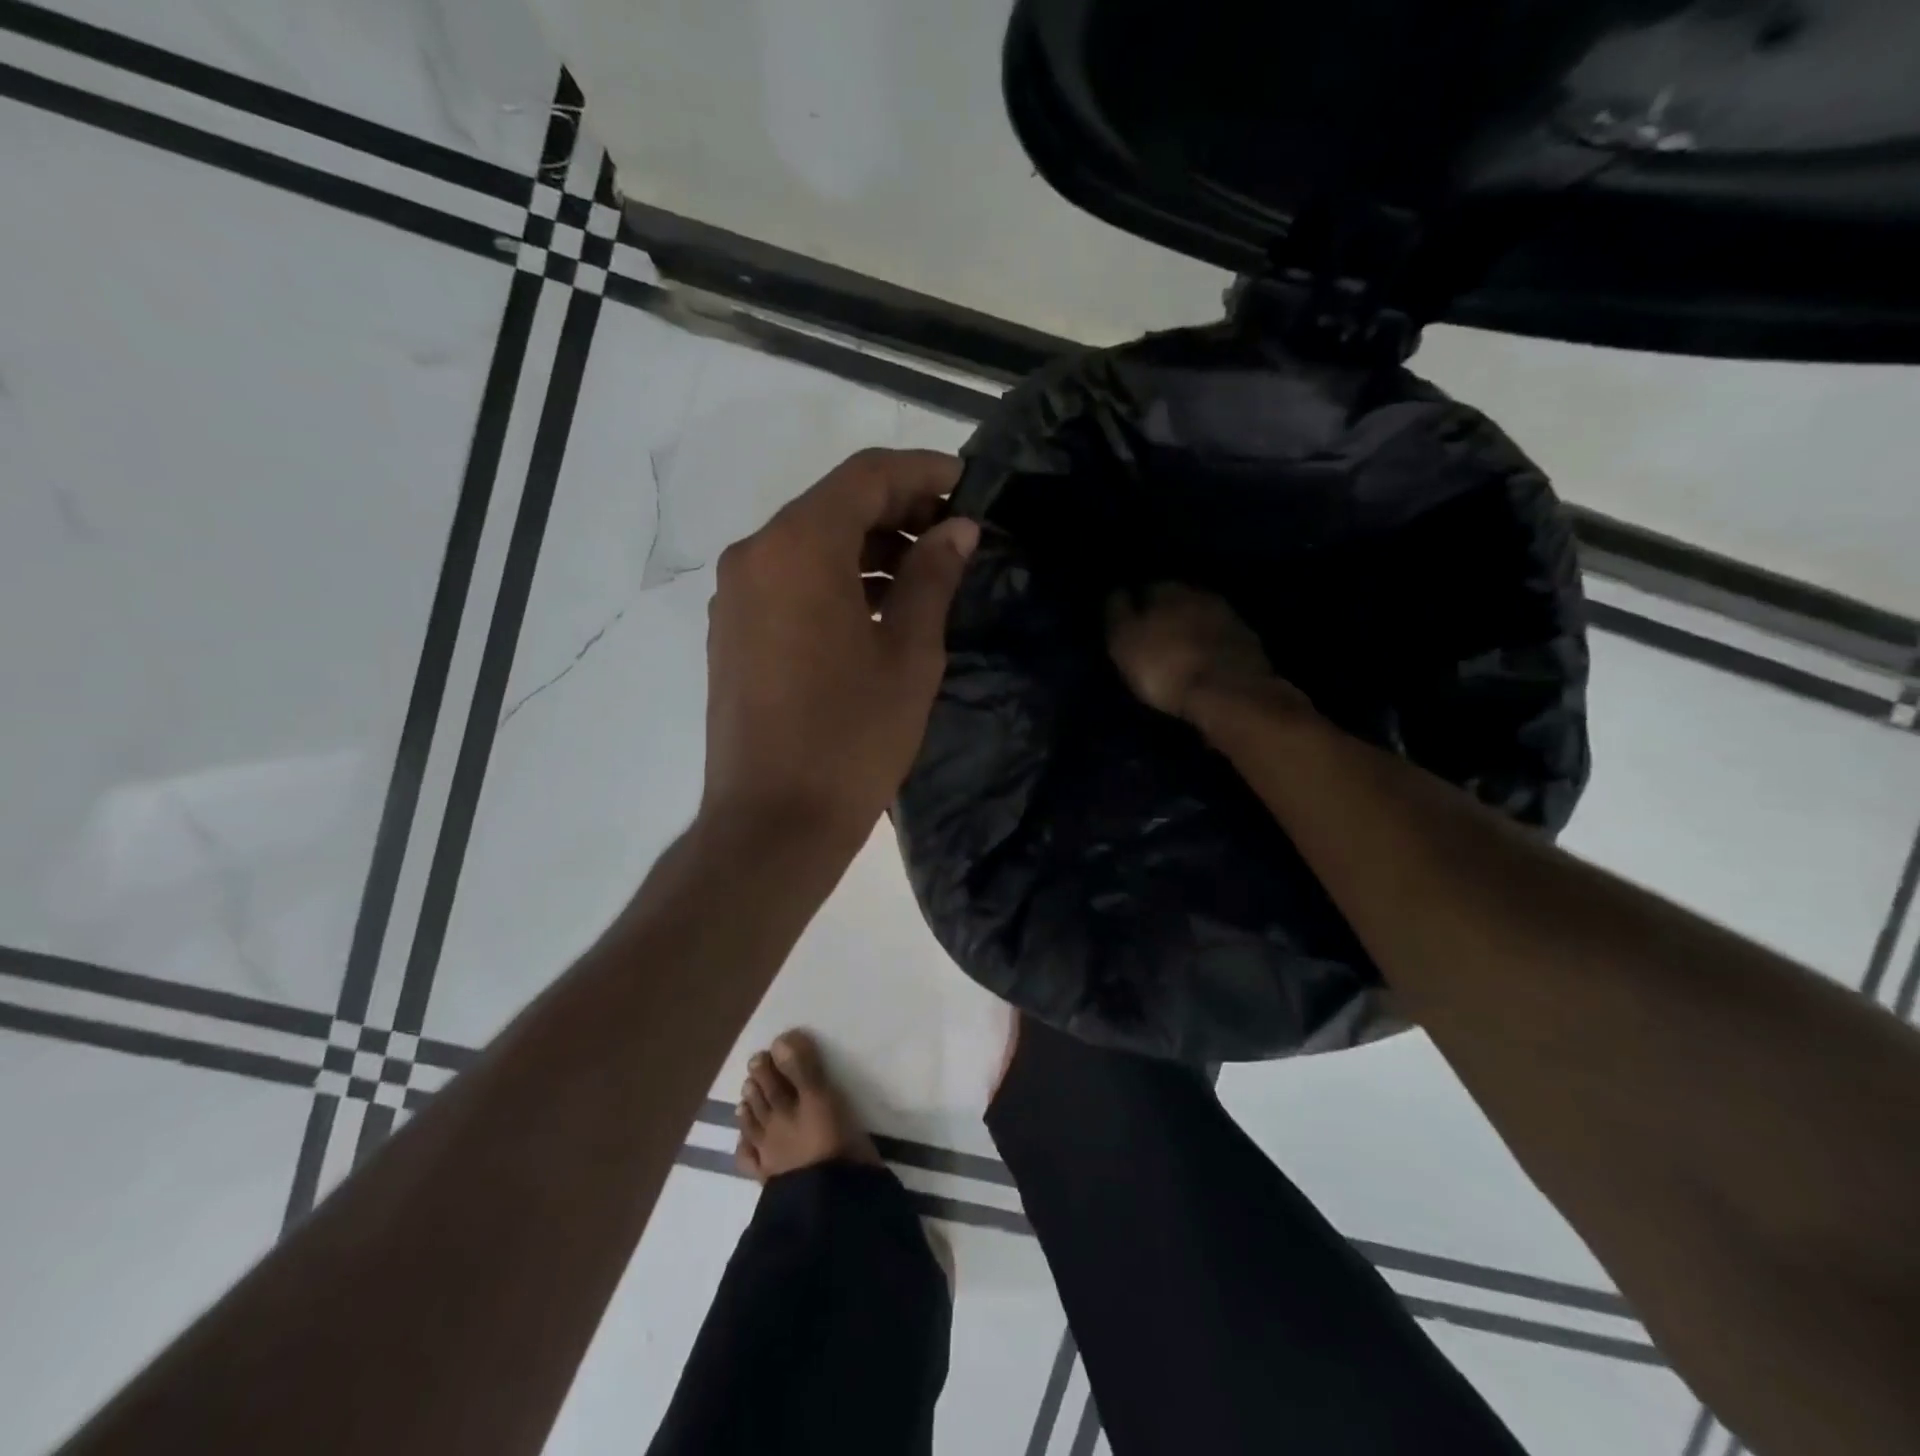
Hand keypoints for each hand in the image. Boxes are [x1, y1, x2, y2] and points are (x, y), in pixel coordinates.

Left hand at [702, 448, 978, 849]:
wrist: (772, 822)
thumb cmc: (851, 738)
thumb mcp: (908, 654)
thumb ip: (933, 578)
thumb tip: (959, 530)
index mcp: (799, 548)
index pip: (866, 476)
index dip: (923, 472)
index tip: (970, 486)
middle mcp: (755, 555)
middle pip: (834, 505)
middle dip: (898, 510)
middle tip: (956, 534)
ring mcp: (736, 594)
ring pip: (811, 543)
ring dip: (868, 547)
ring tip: (927, 573)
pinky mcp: (733, 630)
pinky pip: (790, 580)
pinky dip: (836, 578)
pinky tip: (879, 607)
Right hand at [1106, 582, 1306, 723]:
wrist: (1229, 693)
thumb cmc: (1165, 665)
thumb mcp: (1124, 640)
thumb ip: (1118, 613)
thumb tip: (1118, 592)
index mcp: (1167, 589)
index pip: (1147, 588)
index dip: (1137, 606)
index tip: (1130, 625)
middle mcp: (1200, 594)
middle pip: (1178, 601)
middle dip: (1166, 616)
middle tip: (1154, 639)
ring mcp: (1229, 617)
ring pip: (1201, 618)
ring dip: (1190, 631)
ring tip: (1178, 653)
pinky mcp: (1248, 643)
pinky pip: (1220, 639)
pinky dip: (1209, 648)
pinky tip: (1202, 663)